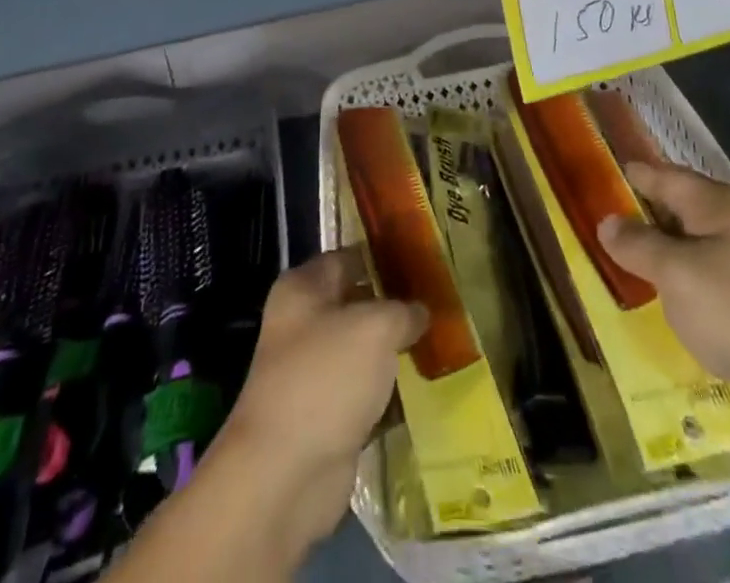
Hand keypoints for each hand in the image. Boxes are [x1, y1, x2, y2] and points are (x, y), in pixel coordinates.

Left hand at [215, 249, 426, 549]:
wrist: (284, 476)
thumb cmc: (325, 378)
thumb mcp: (375, 327)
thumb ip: (403, 310)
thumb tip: (420, 311)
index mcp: (304, 289)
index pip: (350, 256)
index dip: (385, 254)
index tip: (424, 257)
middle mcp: (305, 324)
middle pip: (359, 303)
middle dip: (397, 304)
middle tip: (442, 299)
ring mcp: (315, 373)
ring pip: (366, 350)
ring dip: (398, 350)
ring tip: (444, 339)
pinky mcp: (329, 417)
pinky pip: (368, 392)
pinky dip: (392, 392)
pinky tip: (428, 386)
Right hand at [597, 162, 729, 441]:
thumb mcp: (676, 272)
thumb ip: (638, 244)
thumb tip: (607, 222)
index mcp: (712, 204)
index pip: (659, 174)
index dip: (624, 174)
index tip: (587, 176)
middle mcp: (725, 228)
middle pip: (669, 213)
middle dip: (631, 220)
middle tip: (584, 226)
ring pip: (680, 255)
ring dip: (648, 262)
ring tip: (603, 267)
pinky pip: (694, 292)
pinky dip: (669, 296)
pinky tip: (643, 310)